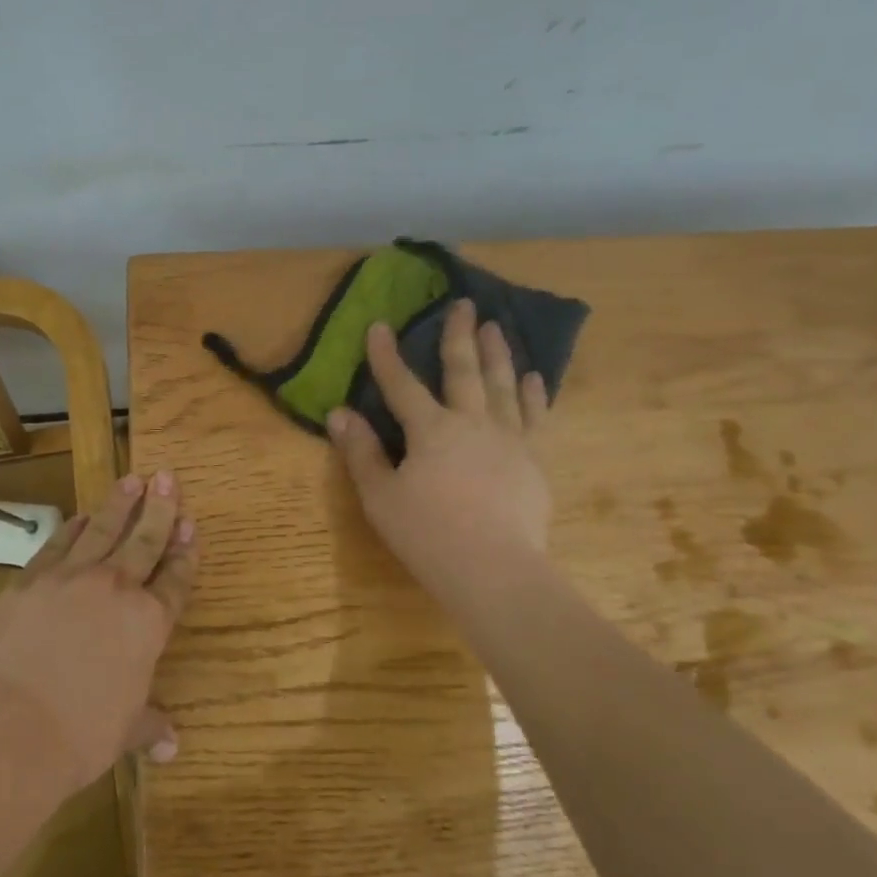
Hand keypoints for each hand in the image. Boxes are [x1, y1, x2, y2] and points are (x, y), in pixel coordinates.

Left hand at [0, 472, 196, 788]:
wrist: (12, 725)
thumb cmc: (81, 734)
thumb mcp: (124, 731)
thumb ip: (148, 725)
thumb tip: (171, 746)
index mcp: (148, 622)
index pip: (175, 579)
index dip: (185, 552)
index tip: (190, 524)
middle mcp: (116, 588)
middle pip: (145, 540)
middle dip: (160, 507)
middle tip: (166, 475)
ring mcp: (72, 578)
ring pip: (103, 529)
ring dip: (119, 503)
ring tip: (131, 479)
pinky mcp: (32, 580)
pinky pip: (58, 544)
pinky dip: (72, 528)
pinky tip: (80, 516)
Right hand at [328, 299, 552, 595]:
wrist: (495, 572)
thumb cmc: (428, 535)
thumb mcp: (381, 497)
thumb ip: (362, 453)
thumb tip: (340, 413)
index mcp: (430, 430)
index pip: (402, 384)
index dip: (386, 355)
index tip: (378, 325)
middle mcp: (472, 422)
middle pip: (464, 370)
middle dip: (460, 335)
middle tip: (465, 304)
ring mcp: (509, 439)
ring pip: (503, 385)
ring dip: (498, 354)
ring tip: (497, 328)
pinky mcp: (533, 460)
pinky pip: (535, 417)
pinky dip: (533, 395)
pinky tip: (533, 377)